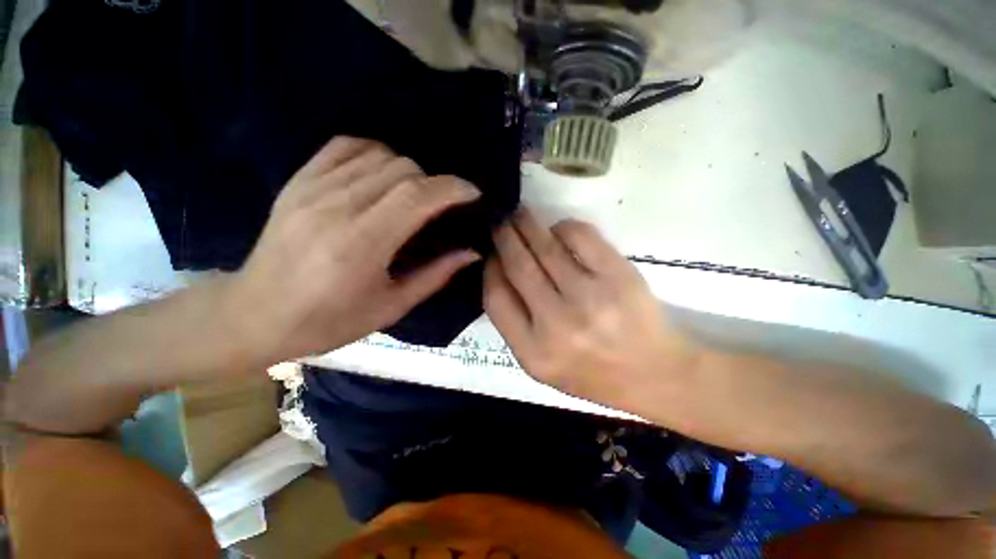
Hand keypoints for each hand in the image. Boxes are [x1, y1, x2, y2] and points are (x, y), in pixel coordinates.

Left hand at [223, 136, 481, 366]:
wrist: (254, 314)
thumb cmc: (328, 321)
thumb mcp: (391, 307)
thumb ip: (436, 275)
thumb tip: (472, 251)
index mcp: (360, 245)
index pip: (416, 196)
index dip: (452, 188)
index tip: (473, 193)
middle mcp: (335, 207)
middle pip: (402, 170)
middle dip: (434, 183)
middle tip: (442, 207)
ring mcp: (311, 187)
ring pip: (379, 155)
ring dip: (409, 171)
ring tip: (414, 196)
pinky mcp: (298, 180)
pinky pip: (345, 146)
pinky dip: (374, 154)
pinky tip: (381, 177)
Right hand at [484, 209, 697, 406]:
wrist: (654, 374)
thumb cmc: (592, 371)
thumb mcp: (541, 362)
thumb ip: (515, 323)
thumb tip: (499, 271)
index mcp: (533, 352)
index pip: (496, 298)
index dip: (490, 268)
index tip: (491, 254)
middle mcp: (557, 325)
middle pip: (518, 266)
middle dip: (504, 237)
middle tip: (499, 220)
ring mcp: (590, 298)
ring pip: (546, 247)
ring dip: (527, 224)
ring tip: (520, 215)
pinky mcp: (618, 276)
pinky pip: (580, 237)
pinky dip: (564, 227)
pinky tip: (559, 230)